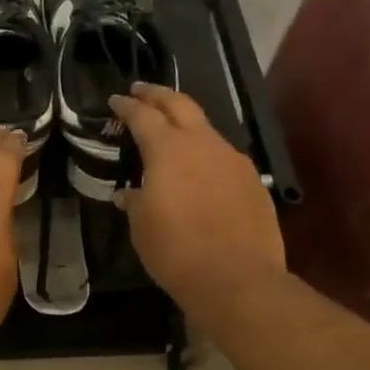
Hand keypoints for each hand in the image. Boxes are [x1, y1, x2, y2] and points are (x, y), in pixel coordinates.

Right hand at [111, 84, 285, 331]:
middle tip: (141, 90)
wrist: (237, 279)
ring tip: (170, 131)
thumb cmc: (176, 251)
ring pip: (206, 129)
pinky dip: (205, 153)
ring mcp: (233, 160)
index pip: (143, 115)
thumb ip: (135, 200)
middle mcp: (203, 144)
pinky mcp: (253, 181)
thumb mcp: (141, 226)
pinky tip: (200, 170)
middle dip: (158, 95)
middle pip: (180, 104)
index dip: (127, 106)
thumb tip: (130, 193)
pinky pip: (223, 156)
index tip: (116, 99)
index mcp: (169, 149)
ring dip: (185, 124)